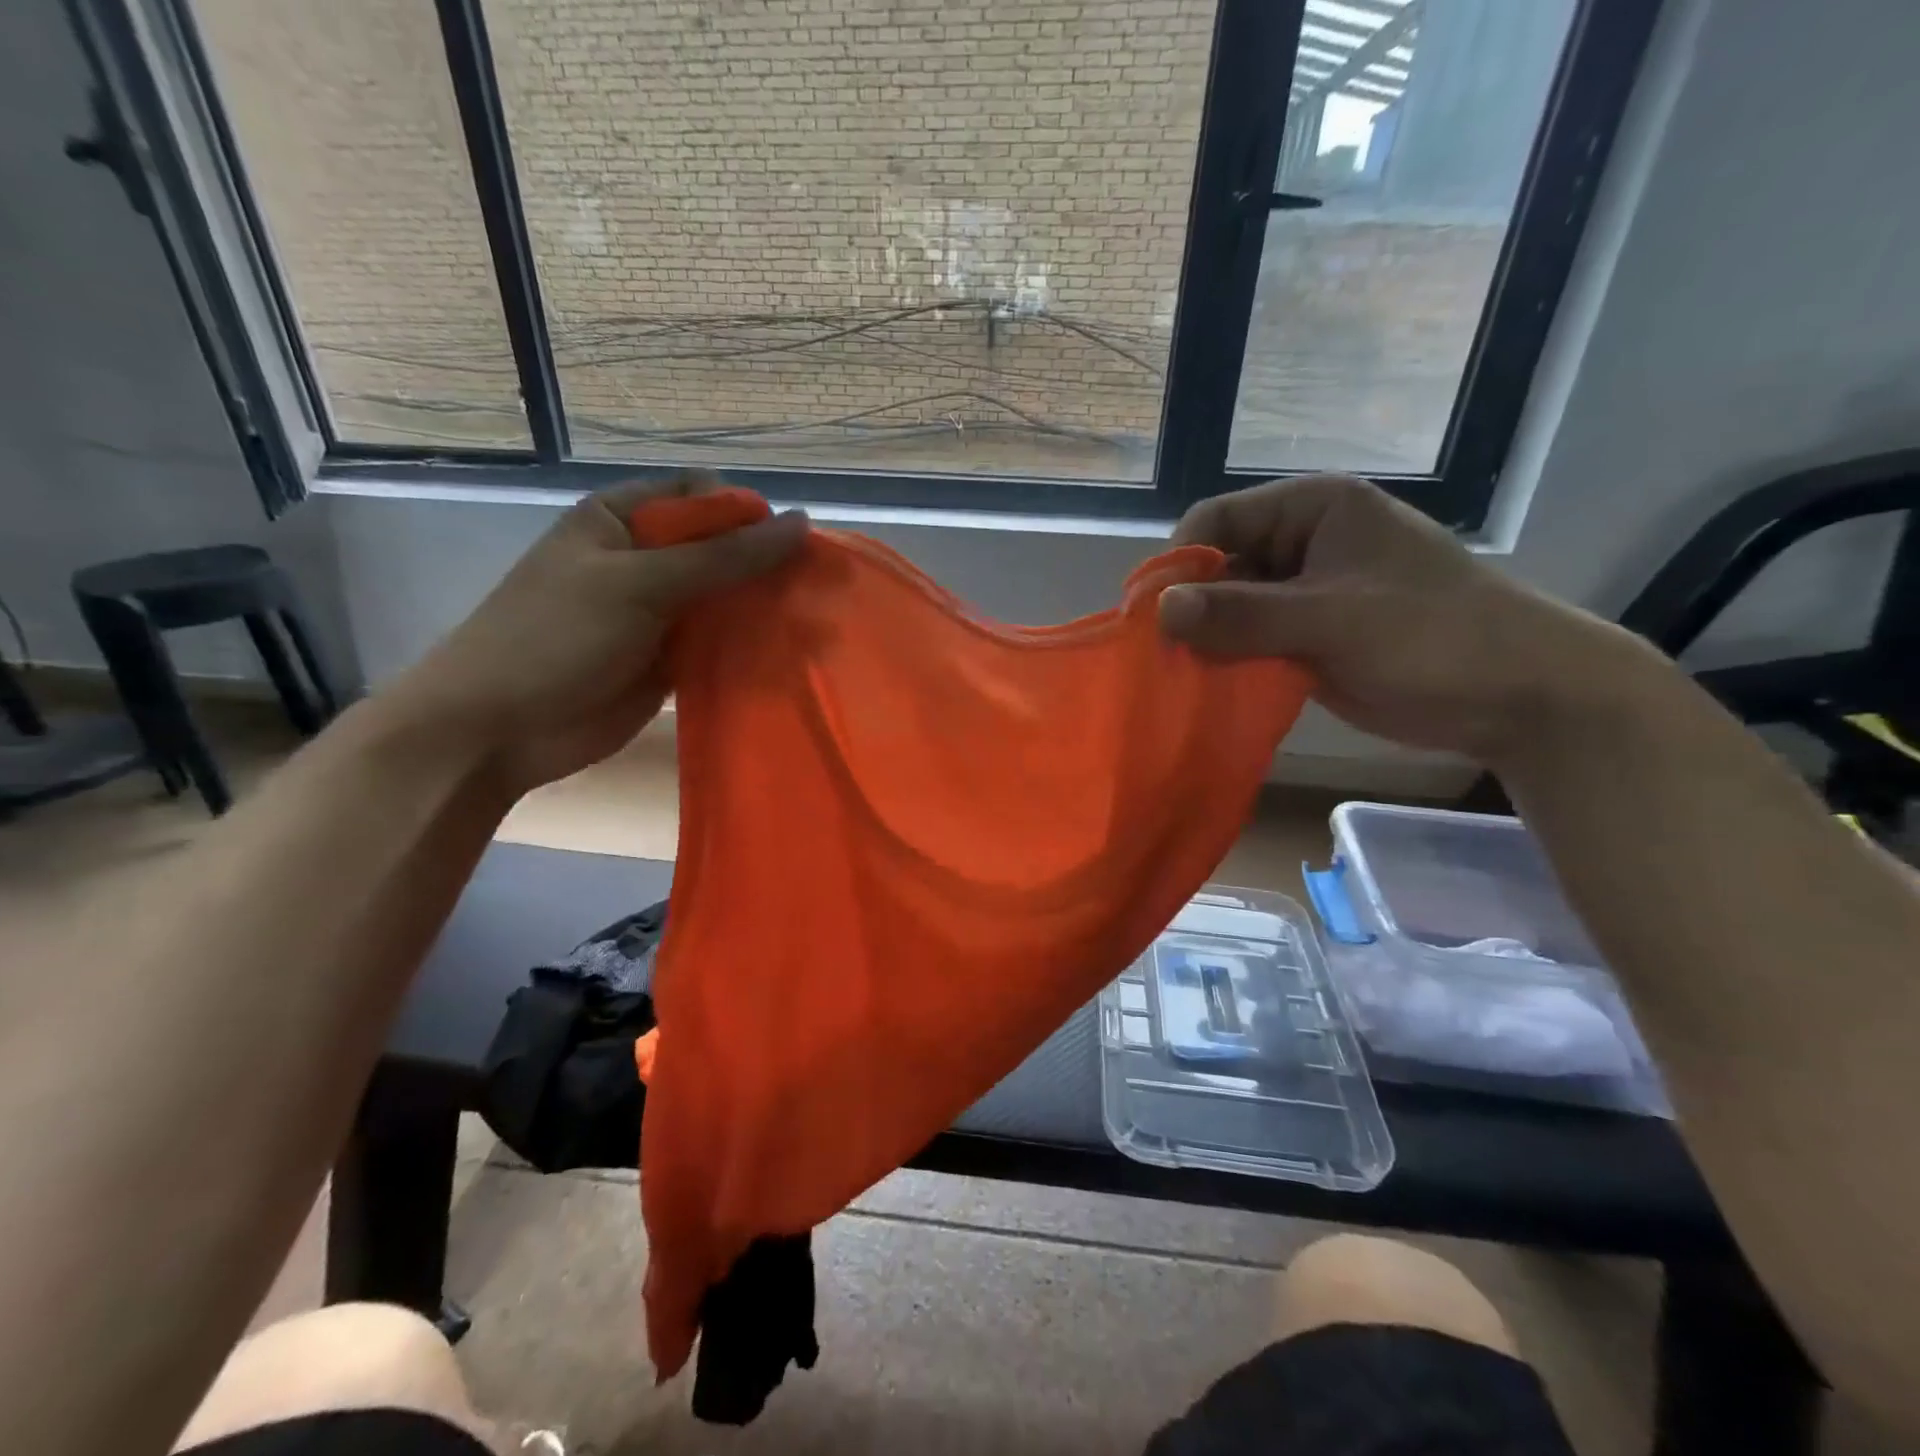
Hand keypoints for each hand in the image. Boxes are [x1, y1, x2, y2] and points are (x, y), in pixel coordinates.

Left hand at [394, 474, 807, 792]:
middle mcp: (643, 559)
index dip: (745, 514)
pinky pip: (718, 643)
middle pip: (719, 548)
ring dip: (759, 609)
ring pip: (724, 599)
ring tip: (808, 624)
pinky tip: (785, 654)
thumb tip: (801, 523)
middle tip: (808, 590)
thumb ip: (723, 556)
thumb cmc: (557, 635)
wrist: (500, 728)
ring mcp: (657, 612)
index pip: (699, 496)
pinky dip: (747, 647)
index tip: (785, 547)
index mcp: (621, 519)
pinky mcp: (668, 660)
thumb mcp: (640, 583)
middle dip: (761, 565)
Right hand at [1157, 475, 1654, 766]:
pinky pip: (1250, 640)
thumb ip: (1243, 614)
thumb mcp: (1333, 620)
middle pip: (1218, 565)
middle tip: (1170, 656)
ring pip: (1229, 608)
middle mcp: (1302, 543)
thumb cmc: (1433, 638)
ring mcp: (1304, 592)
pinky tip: (1214, 686)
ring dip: (1208, 640)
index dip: (1180, 563)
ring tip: (1188, 676)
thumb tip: (1158, 610)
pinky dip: (1230, 661)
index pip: (1216, 520)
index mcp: (1312, 510)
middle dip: (1192, 608)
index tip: (1156, 617)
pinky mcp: (1307, 635)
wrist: (1518, 696)